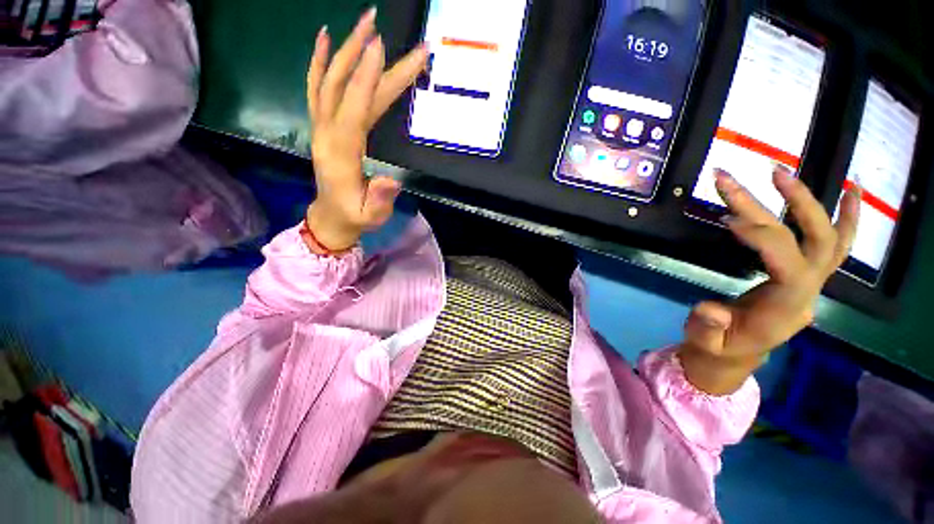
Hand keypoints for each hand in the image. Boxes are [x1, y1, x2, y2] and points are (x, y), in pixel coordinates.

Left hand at [305, 8, 428, 252]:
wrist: (331, 217)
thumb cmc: (356, 217)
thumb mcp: (372, 216)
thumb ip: (380, 199)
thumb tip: (392, 180)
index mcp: (341, 154)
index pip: (354, 110)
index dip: (367, 80)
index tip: (381, 47)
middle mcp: (326, 133)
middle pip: (346, 89)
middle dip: (366, 58)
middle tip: (383, 27)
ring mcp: (320, 126)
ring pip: (329, 81)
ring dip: (345, 49)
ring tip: (364, 22)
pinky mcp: (321, 125)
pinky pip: (316, 88)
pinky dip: (321, 62)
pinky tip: (328, 38)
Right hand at [677, 167, 860, 394]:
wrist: (739, 353)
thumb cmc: (720, 347)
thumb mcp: (706, 343)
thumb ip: (708, 329)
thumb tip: (710, 310)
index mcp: (784, 309)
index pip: (788, 264)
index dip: (762, 238)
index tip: (727, 220)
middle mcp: (807, 291)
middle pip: (812, 242)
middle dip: (792, 205)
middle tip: (764, 176)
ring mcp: (812, 282)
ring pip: (828, 237)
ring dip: (812, 202)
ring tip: (784, 173)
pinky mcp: (807, 274)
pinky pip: (836, 244)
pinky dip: (848, 216)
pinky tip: (849, 190)